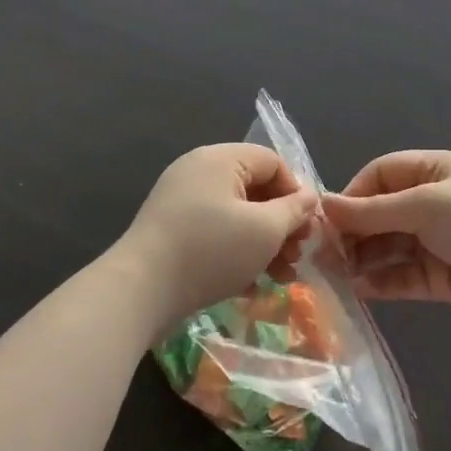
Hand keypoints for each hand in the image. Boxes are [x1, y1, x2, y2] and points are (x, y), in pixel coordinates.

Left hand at [115, 144, 318, 330]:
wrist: (141, 290)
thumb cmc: (211, 250)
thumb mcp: (264, 230)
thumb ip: (294, 210)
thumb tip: (309, 197)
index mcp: (220, 159)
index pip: (273, 162)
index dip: (296, 192)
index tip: (306, 228)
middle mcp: (198, 171)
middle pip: (255, 189)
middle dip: (282, 224)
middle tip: (296, 256)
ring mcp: (181, 201)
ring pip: (237, 216)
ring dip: (264, 244)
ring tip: (281, 277)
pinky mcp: (171, 231)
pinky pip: (215, 233)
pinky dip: (237, 253)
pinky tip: (251, 285)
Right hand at [323, 151, 450, 326]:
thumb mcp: (425, 205)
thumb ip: (373, 211)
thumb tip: (324, 205)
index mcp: (430, 173)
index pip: (379, 176)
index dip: (353, 195)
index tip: (328, 220)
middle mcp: (429, 204)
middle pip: (379, 215)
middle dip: (352, 233)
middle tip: (323, 256)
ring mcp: (434, 242)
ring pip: (386, 248)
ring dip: (362, 260)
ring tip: (335, 276)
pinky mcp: (439, 277)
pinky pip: (401, 277)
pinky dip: (381, 283)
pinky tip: (360, 291)